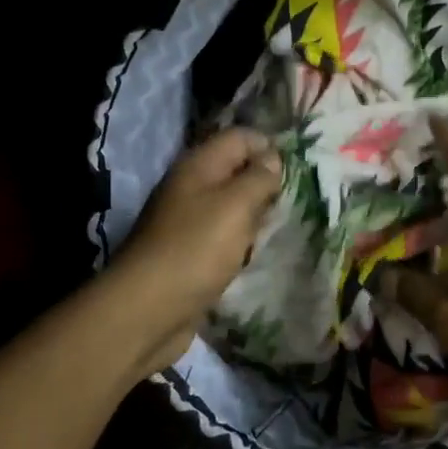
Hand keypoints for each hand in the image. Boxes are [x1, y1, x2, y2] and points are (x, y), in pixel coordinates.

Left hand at [113, 127, 282, 372]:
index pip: (239, 137)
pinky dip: (241, 241)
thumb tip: (272, 158)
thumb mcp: (235, 206)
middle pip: (234, 171)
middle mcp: (190, 188)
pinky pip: (222, 236)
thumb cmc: (195, 250)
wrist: (147, 311)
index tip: (300, 169)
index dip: (269, 146)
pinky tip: (258, 251)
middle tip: (298, 198)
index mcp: (198, 166)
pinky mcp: (189, 254)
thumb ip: (258, 178)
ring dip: (255, 214)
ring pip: (230, 206)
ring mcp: (187, 222)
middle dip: (266, 182)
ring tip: (285, 224)